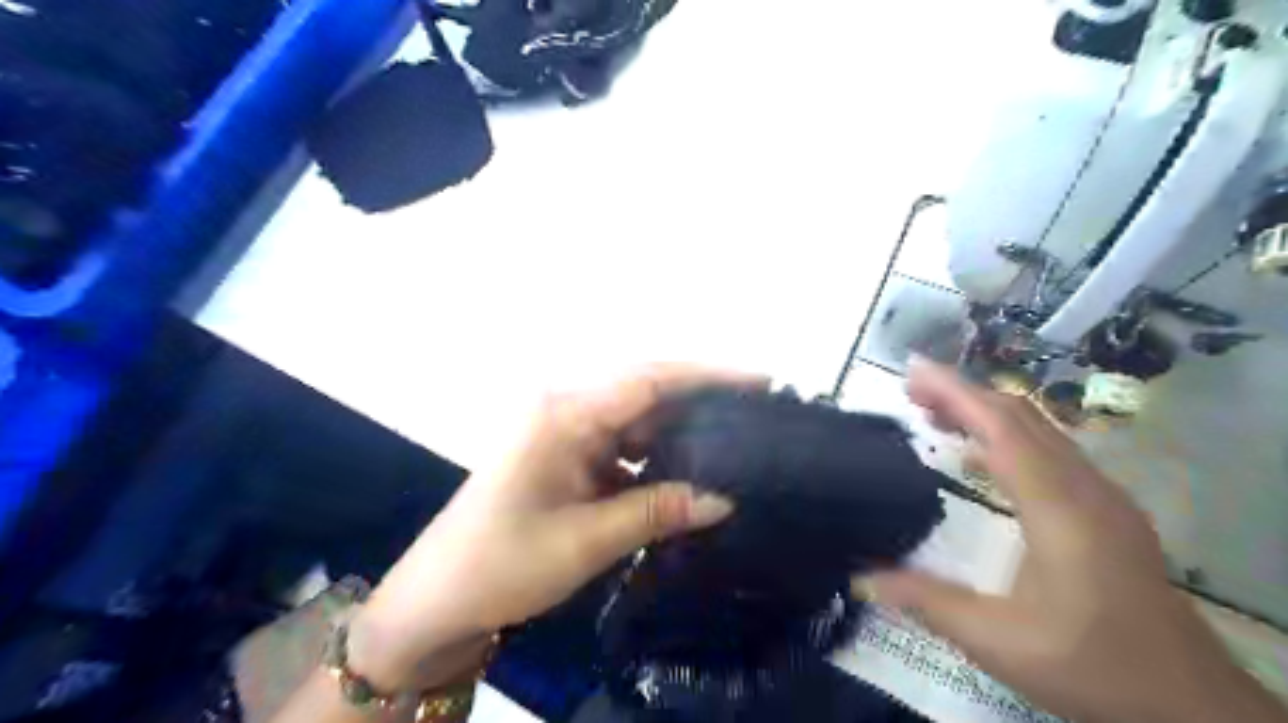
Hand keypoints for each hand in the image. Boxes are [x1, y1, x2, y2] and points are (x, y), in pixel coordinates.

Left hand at [348, 366, 757, 688]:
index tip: (760, 382)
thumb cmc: (503, 563)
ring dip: (678, 436)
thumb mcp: (587, 540)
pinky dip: (653, 460)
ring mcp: (565, 431)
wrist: (439, 598)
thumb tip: (724, 498)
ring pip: (636, 421)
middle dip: (700, 405)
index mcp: (564, 414)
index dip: (708, 376)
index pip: (649, 380)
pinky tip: (685, 477)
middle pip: (646, 394)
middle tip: (755, 420)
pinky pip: (621, 446)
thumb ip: (657, 510)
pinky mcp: (566, 454)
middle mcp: (566, 409)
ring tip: (732, 449)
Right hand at [864, 361, 1287, 721]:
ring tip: (934, 415)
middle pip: (1021, 416)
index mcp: (1059, 507)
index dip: (955, 391)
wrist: (1193, 706)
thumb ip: (927, 601)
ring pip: (1040, 431)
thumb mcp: (999, 642)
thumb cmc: (1094, 666)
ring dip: (986, 413)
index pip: (1001, 427)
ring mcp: (1102, 497)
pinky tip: (977, 460)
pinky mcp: (1106, 511)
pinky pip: (1051, 453)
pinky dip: (1007, 439)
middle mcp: (1084, 487)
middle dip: (964, 394)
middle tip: (910, 390)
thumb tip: (860, 577)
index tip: (912, 369)